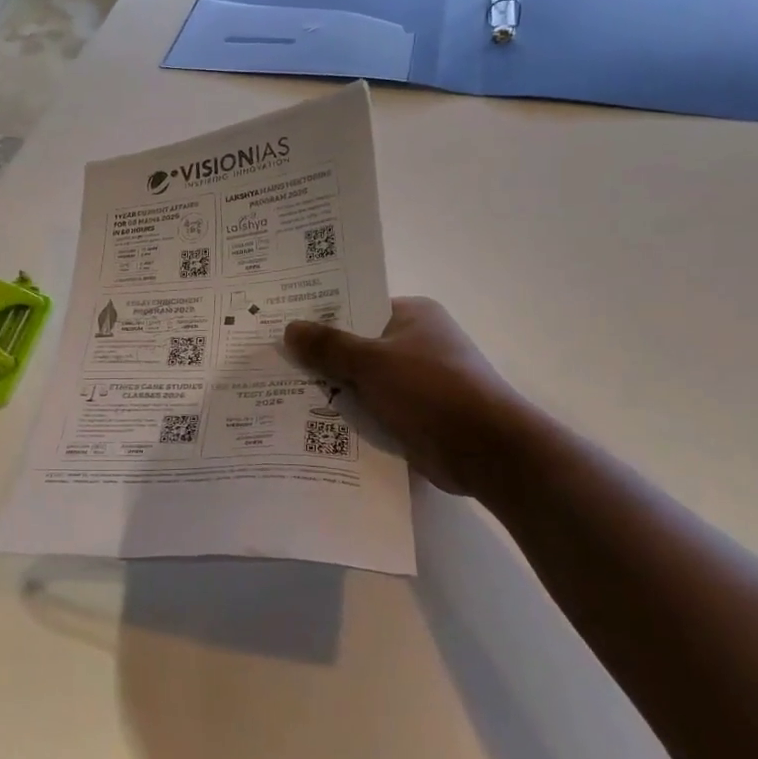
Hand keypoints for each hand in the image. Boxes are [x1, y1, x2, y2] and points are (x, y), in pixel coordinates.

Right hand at [284, 298, 526, 495]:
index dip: (320, 316)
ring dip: (331, 389)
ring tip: (278, 391)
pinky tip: (308, 421)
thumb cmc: (431, 390)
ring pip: (360, 380)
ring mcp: (415, 381)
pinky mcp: (414, 415)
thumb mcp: (372, 362)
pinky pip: (371, 408)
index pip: (357, 307)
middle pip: (355, 345)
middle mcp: (415, 343)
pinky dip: (348, 414)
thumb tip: (289, 329)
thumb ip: (328, 346)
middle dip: (319, 356)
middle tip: (270, 359)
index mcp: (412, 316)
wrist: (486, 451)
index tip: (281, 324)